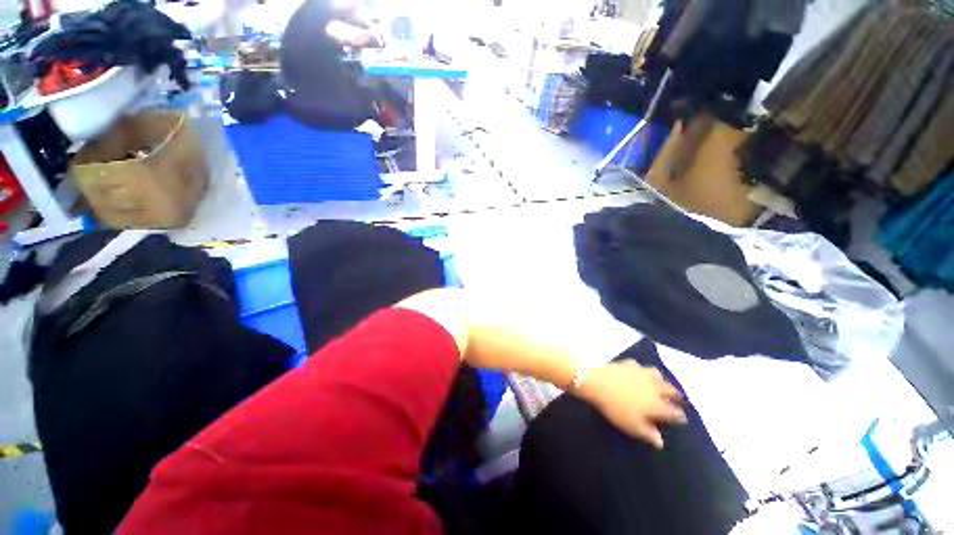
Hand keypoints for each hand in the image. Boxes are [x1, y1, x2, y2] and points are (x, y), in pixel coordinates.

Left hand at [575, 361, 686, 449]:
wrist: (598, 383)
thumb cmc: (616, 408)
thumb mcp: (632, 427)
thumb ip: (648, 434)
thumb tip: (661, 442)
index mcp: (658, 405)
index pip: (674, 412)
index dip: (679, 416)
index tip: (681, 419)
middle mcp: (654, 387)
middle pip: (670, 390)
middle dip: (675, 395)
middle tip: (678, 397)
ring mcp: (642, 373)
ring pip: (658, 375)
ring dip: (662, 380)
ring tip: (662, 383)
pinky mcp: (629, 364)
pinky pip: (639, 366)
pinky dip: (642, 370)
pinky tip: (639, 371)